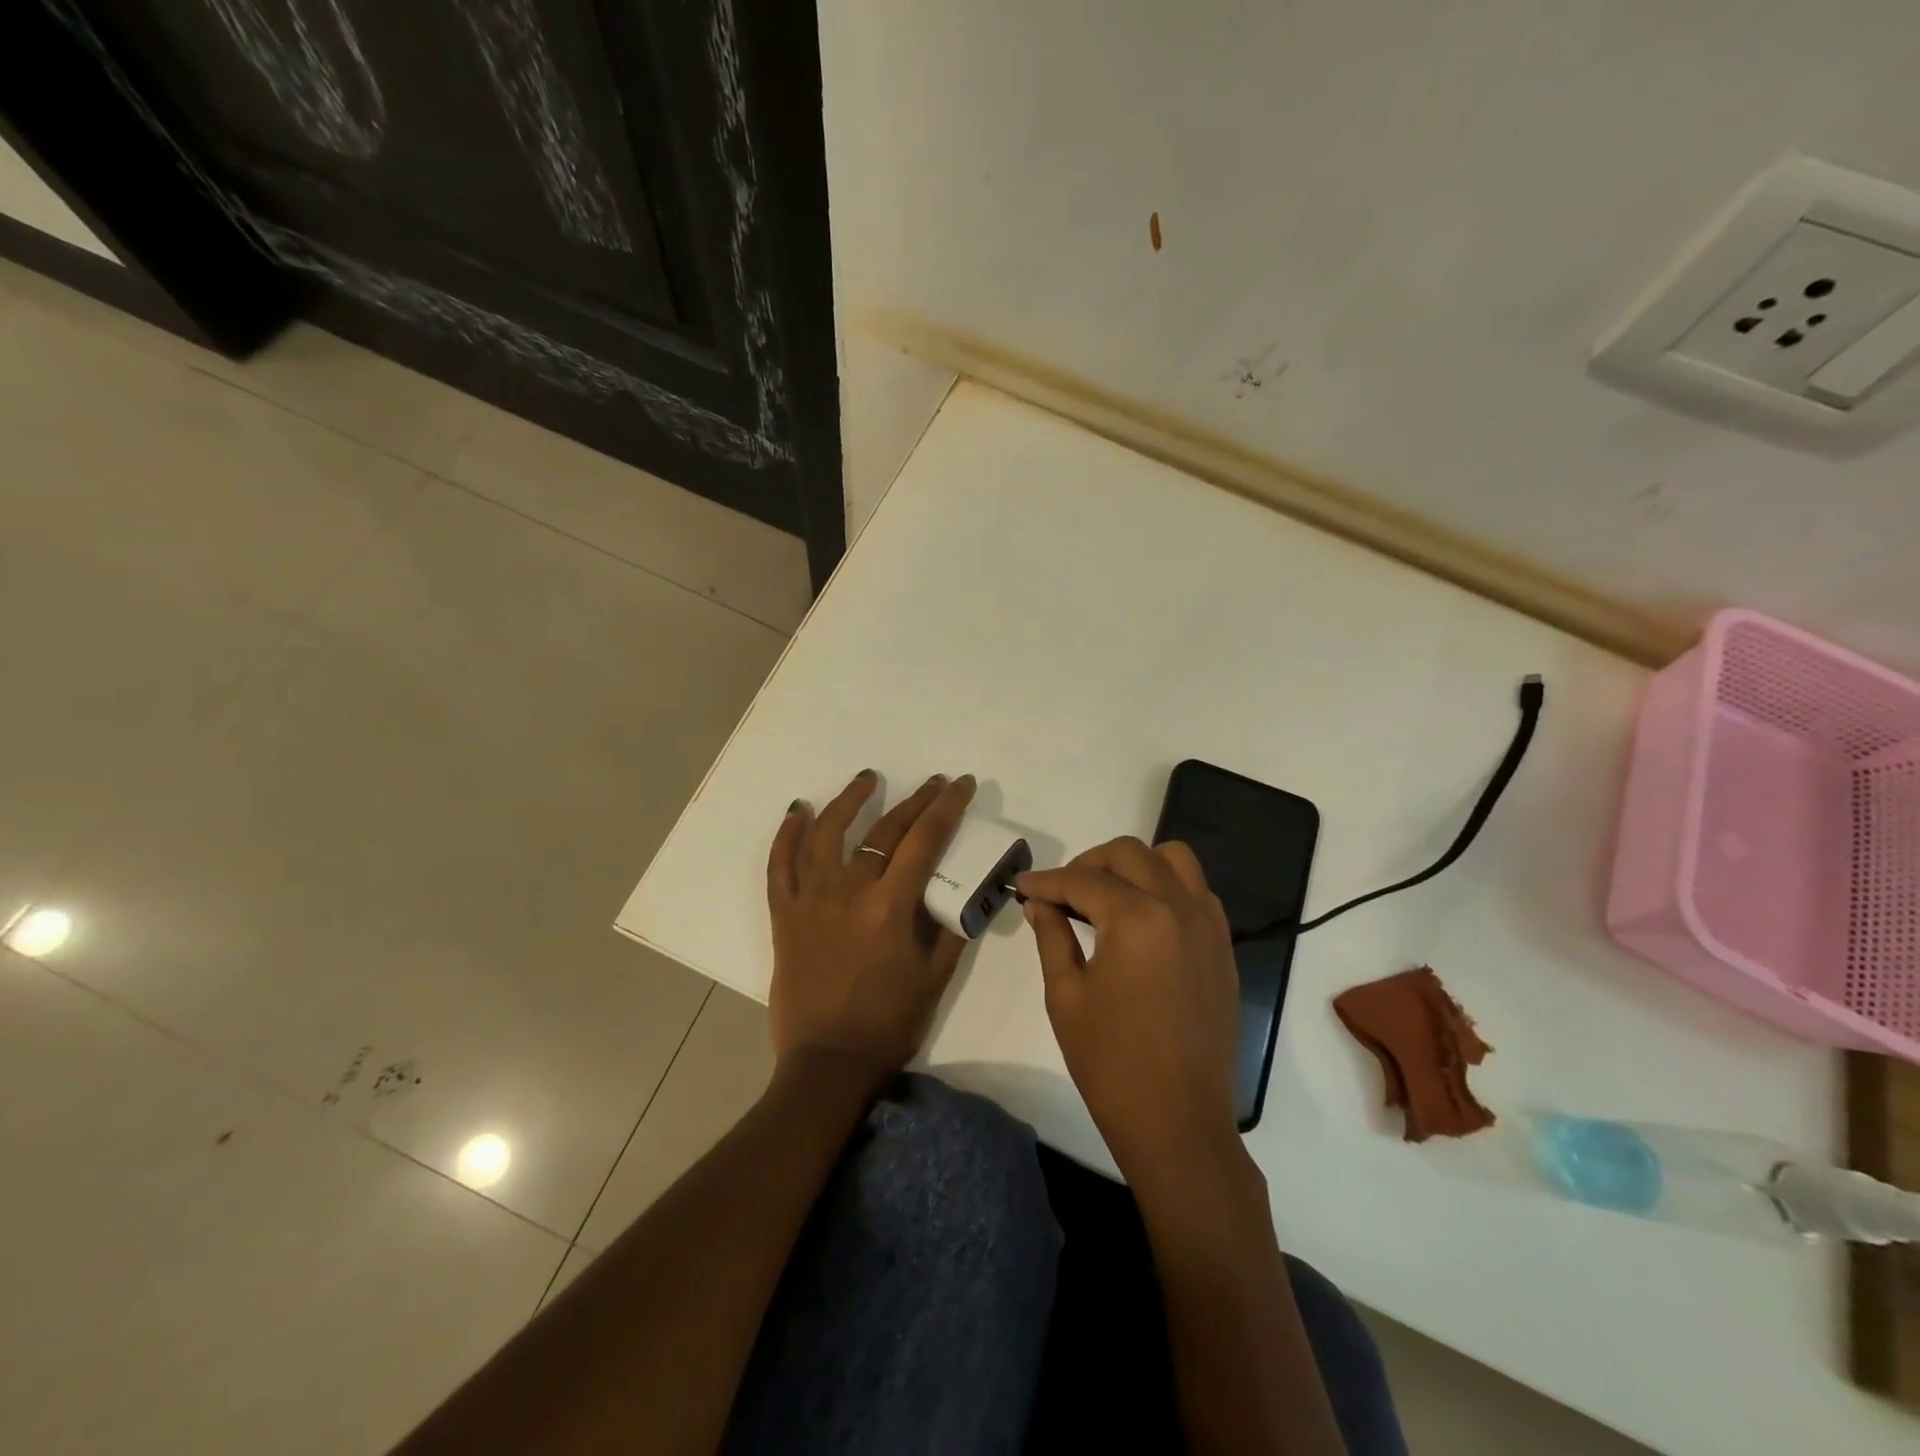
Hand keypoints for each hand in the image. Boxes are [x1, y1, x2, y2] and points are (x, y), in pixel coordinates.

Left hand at [765, 770, 975, 1083]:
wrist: (827, 1064)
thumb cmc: (888, 1023)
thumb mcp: (935, 977)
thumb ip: (951, 928)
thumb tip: (967, 890)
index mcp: (890, 907)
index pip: (925, 841)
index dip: (946, 808)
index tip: (960, 785)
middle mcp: (848, 892)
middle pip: (883, 831)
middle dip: (914, 801)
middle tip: (933, 783)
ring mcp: (810, 900)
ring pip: (827, 834)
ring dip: (848, 801)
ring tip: (867, 778)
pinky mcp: (784, 914)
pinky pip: (779, 866)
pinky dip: (786, 836)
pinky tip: (797, 810)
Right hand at [1017, 837, 1240, 1178]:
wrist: (1178, 1123)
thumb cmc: (1111, 1063)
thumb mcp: (1065, 996)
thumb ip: (1051, 936)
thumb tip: (1039, 902)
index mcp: (1136, 919)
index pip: (1082, 880)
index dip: (1045, 880)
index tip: (1021, 886)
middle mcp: (1179, 907)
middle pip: (1129, 854)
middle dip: (1087, 864)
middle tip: (1061, 893)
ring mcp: (1209, 926)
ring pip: (1173, 860)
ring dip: (1135, 866)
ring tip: (1107, 897)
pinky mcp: (1223, 947)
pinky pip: (1197, 892)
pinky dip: (1167, 888)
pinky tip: (1143, 920)